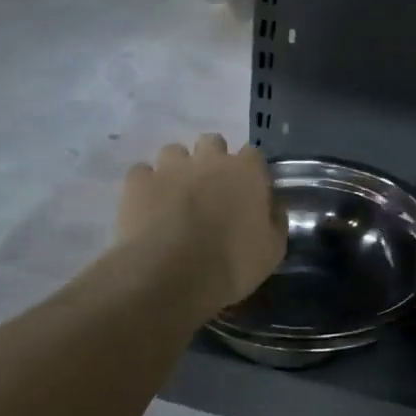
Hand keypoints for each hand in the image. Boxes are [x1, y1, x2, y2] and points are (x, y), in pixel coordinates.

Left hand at [117, 135, 285, 310]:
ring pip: (174, 151)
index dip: (249, 170)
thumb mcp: (272, 250)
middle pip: (213, 142)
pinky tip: (148, 205)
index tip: (248, 190)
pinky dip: (146, 185)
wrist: (172, 274)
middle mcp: (209, 159)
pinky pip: (142, 172)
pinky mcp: (139, 182)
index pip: (253, 154)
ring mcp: (171, 167)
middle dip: (212, 159)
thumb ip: (276, 221)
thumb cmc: (232, 263)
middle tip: (211, 189)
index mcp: (246, 171)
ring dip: (177, 168)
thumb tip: (274, 207)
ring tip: (175, 195)